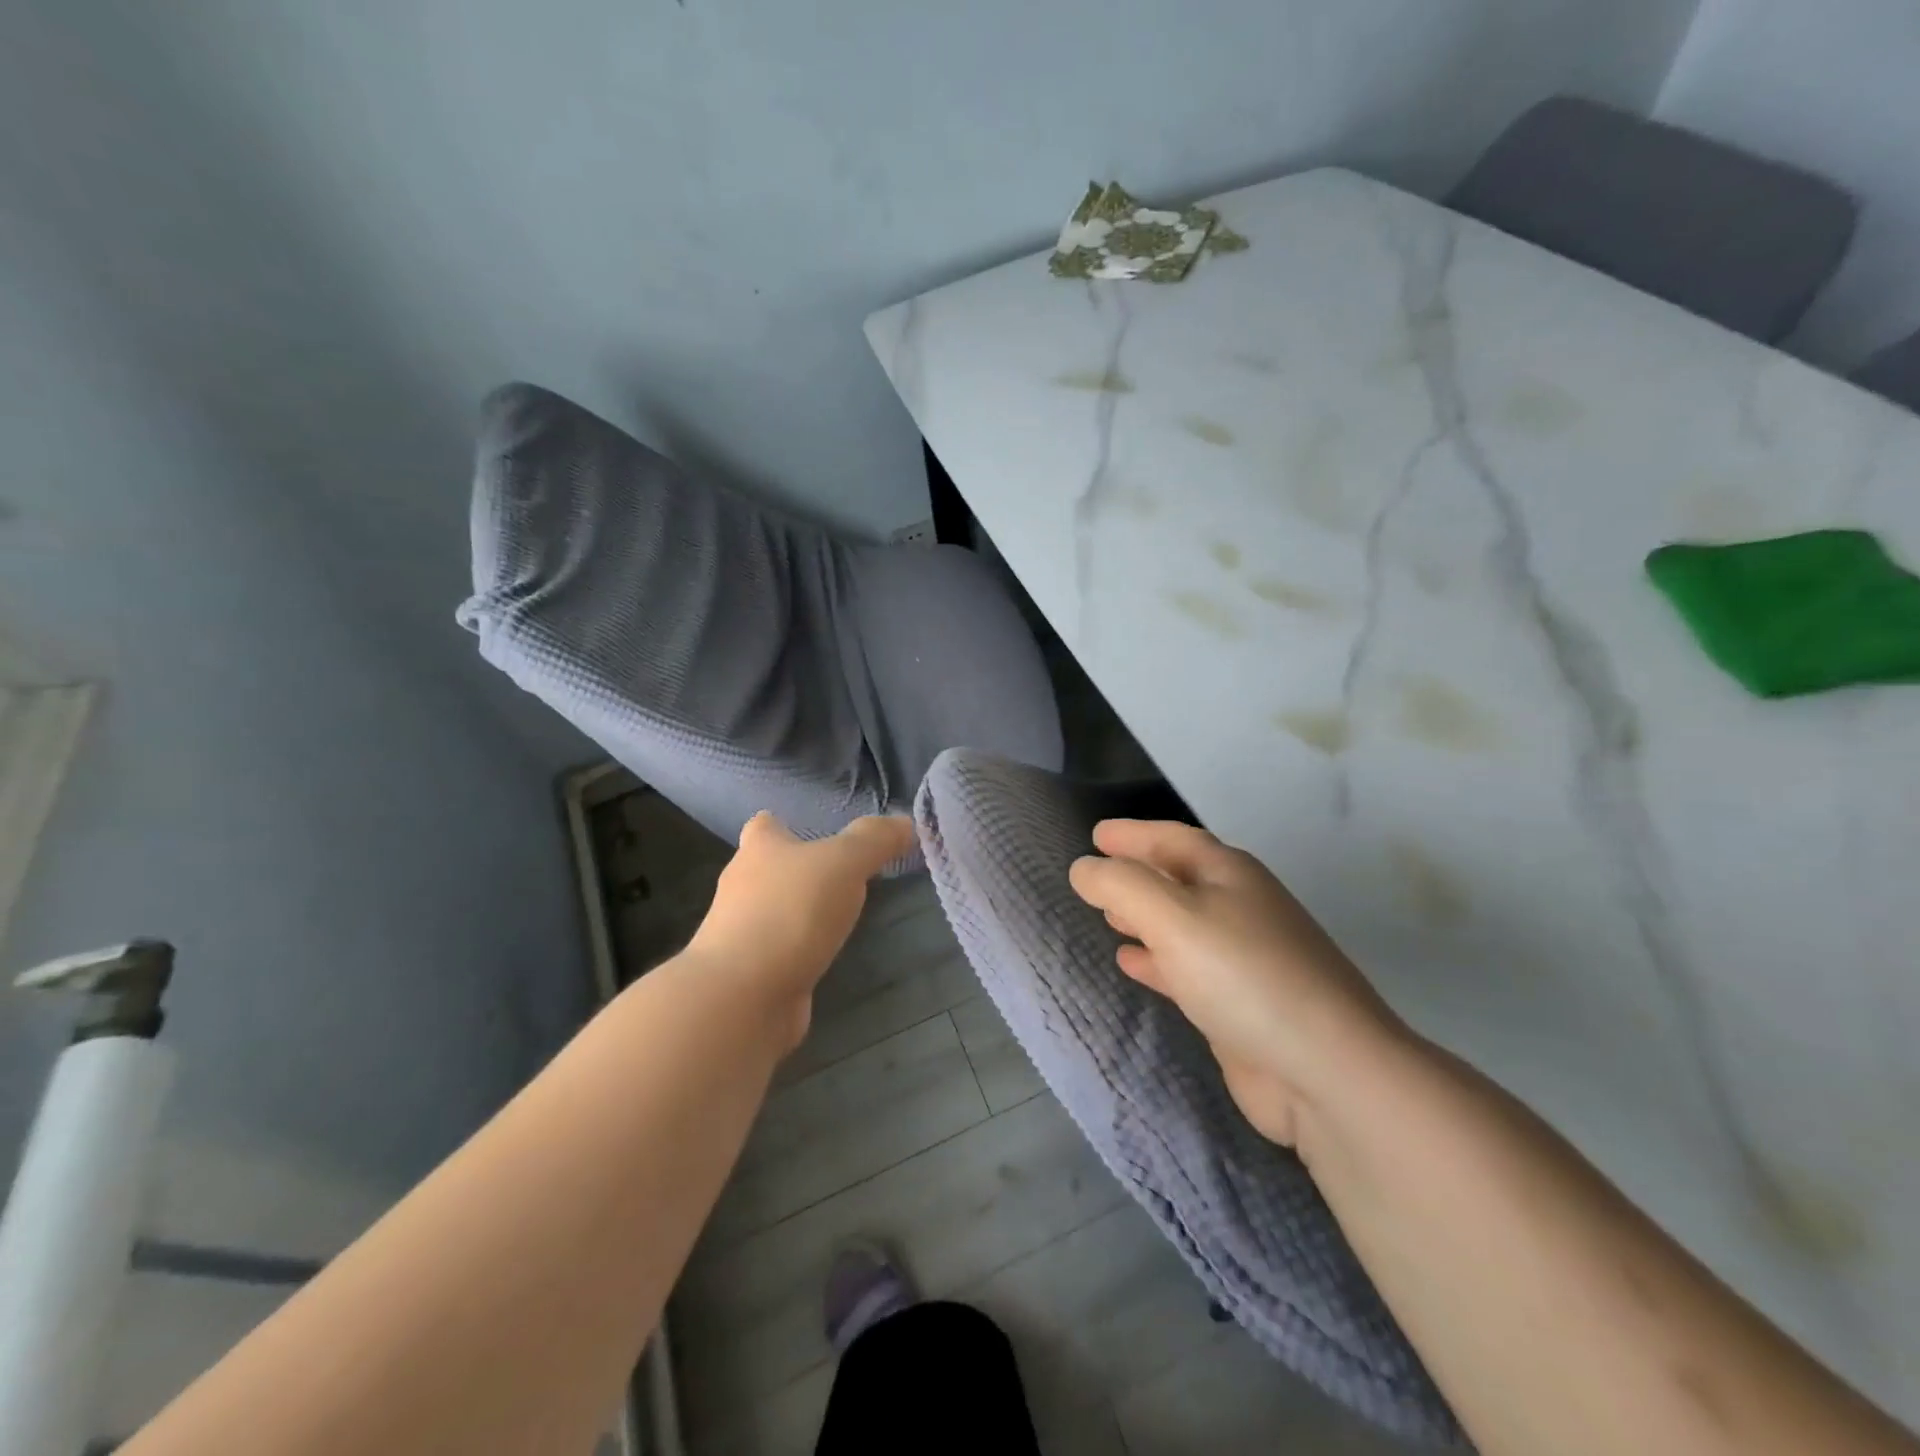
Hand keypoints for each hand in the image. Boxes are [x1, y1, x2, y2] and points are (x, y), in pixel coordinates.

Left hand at [687, 812, 914, 1048]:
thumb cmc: (791, 912)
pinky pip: (778, 951)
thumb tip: (906, 823)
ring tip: (840, 914)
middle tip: (842, 873)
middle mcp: (742, 886)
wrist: (743, 995)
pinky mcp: (749, 972)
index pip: (764, 825)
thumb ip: (875, 840)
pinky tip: (824, 955)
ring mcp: (740, 932)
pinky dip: (798, 951)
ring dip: (799, 912)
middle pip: (768, 868)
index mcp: (759, 849)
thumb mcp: (845, 863)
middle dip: (799, 869)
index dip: (785, 824)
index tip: (815, 831)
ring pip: (773, 911)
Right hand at [1069, 820, 1402, 1147]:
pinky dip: (1155, 960)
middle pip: (1180, 878)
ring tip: (1107, 917)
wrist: (1325, 1072)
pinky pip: (1186, 968)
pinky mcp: (1239, 1005)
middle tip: (1095, 875)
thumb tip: (1084, 869)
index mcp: (1230, 874)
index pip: (1173, 839)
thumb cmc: (1243, 975)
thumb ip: (1120, 886)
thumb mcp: (1172, 917)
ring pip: (1182, 924)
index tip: (1096, 834)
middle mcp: (1240, 908)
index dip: (1134, 833)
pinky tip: (1131, 963)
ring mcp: (1243, 959)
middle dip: (1138, 874)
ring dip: (1144, 917)